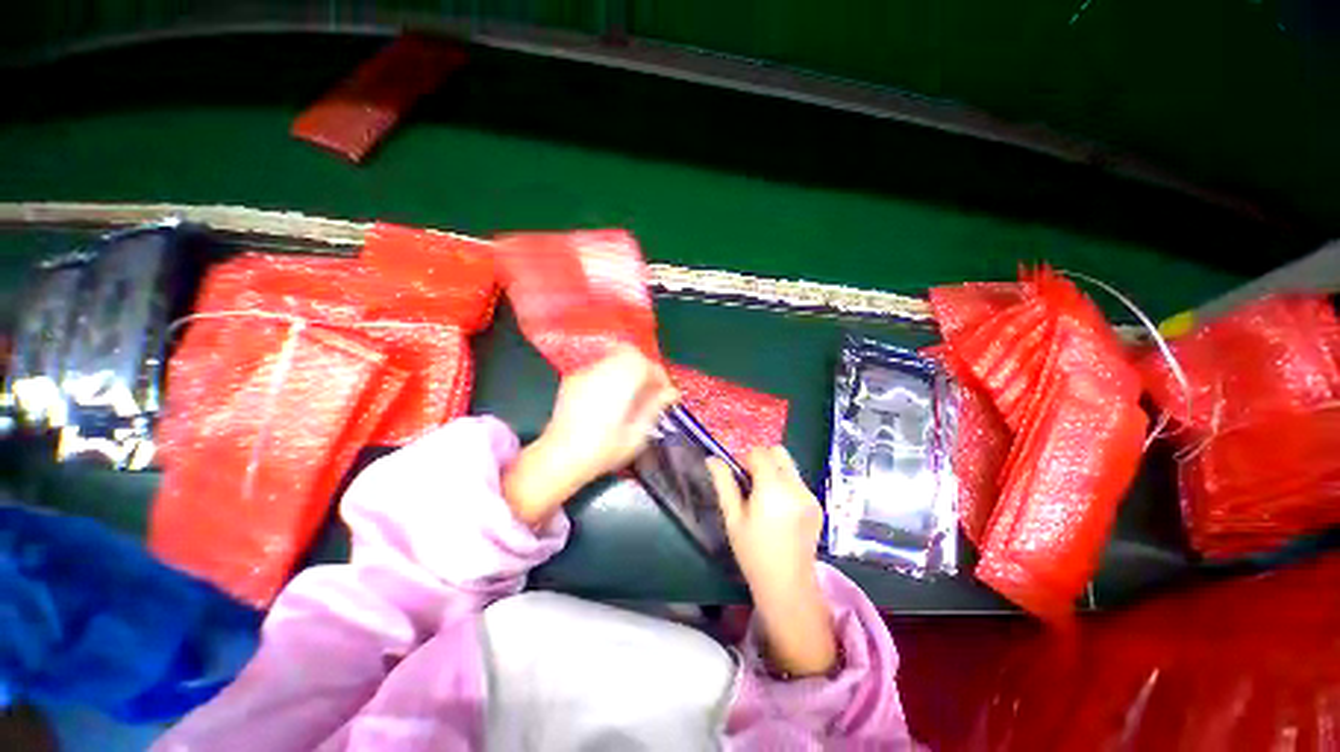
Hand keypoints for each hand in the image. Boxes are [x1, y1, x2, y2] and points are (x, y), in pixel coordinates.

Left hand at [505, 347, 677, 526]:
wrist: (558, 458)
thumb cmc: (603, 450)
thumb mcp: (637, 434)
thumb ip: (655, 407)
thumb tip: (671, 393)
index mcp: (620, 381)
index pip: (646, 364)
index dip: (660, 376)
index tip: (666, 394)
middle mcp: (602, 370)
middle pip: (629, 353)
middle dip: (644, 367)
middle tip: (650, 390)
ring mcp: (584, 372)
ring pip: (613, 358)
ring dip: (628, 370)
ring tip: (632, 394)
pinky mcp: (572, 380)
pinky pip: (599, 368)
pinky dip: (611, 375)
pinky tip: (610, 398)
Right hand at [709, 447, 836, 676]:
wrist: (788, 586)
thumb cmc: (753, 553)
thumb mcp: (732, 517)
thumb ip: (723, 483)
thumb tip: (712, 458)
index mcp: (773, 488)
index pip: (759, 452)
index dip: (744, 459)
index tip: (737, 477)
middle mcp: (796, 486)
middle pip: (778, 452)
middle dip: (761, 460)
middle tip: (749, 483)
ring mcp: (810, 495)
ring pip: (789, 465)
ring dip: (773, 471)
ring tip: (764, 498)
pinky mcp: (817, 504)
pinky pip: (798, 481)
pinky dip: (785, 484)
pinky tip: (779, 509)